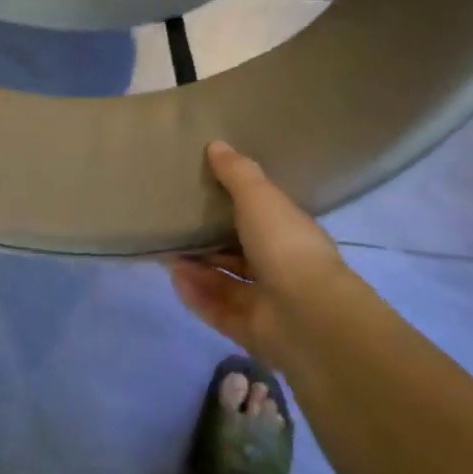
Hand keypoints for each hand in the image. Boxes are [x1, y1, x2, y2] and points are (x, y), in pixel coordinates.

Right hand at [168, 141, 352, 361]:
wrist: (306, 315)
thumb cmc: (285, 246)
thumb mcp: (259, 198)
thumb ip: (236, 173)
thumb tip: (216, 144)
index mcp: (290, 235)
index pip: (262, 219)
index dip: (236, 207)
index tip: (204, 193)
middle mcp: (280, 268)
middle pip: (240, 253)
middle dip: (209, 242)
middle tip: (176, 225)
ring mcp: (266, 302)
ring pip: (225, 282)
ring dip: (197, 267)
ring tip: (166, 250)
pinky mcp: (248, 329)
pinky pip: (215, 308)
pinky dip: (195, 293)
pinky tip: (173, 277)